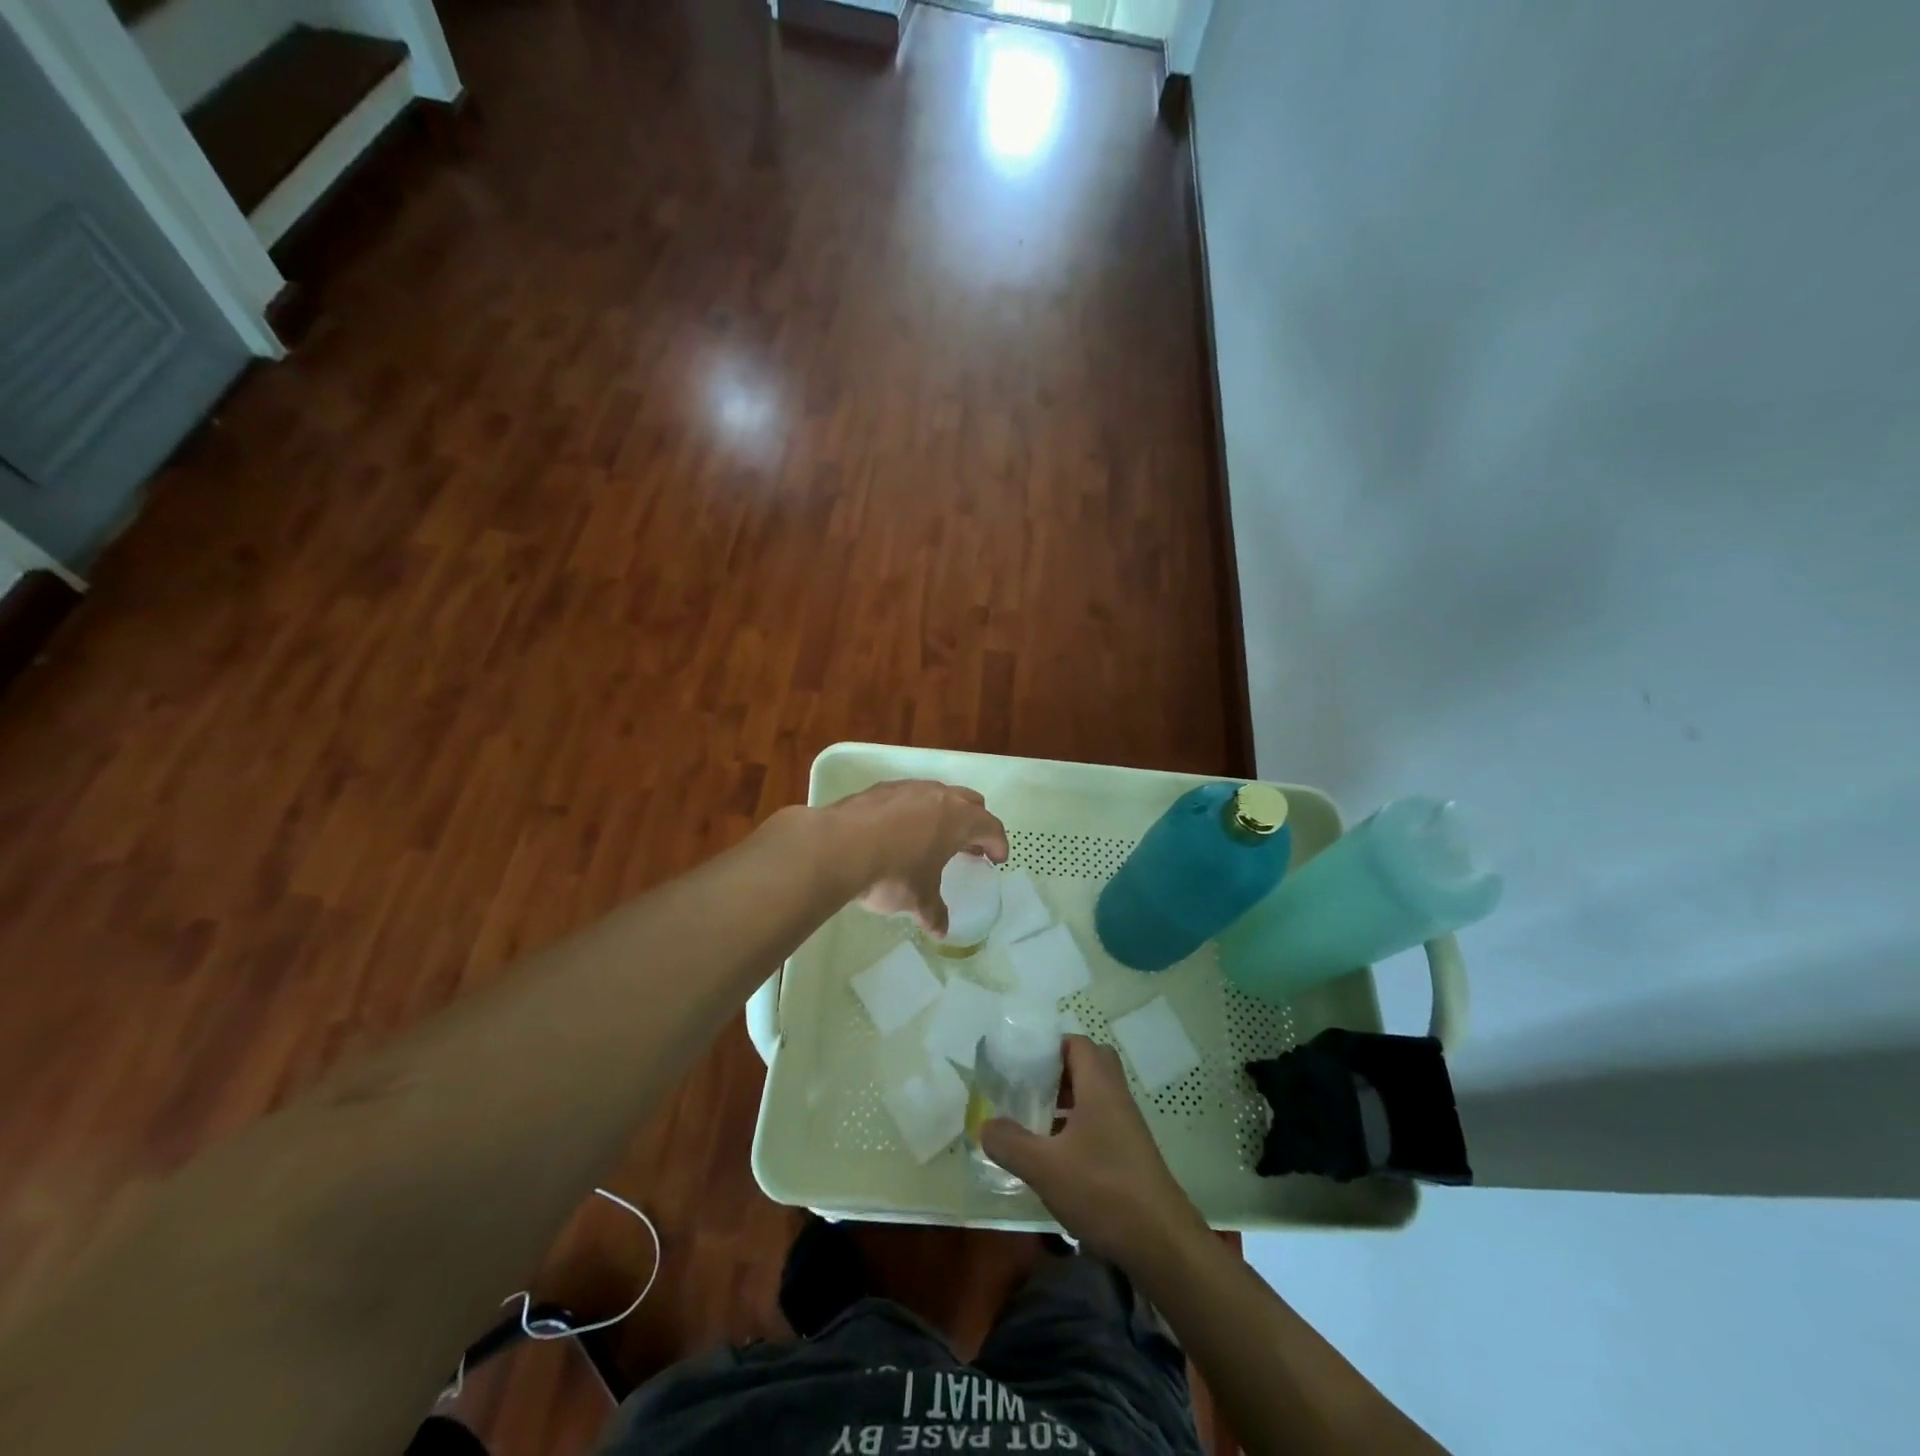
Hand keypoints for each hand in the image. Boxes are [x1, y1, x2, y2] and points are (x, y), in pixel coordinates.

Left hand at [819, 779, 1008, 935]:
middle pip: (969, 802)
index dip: (997, 843)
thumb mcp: (918, 899)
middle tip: (970, 846)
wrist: (838, 847)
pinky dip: (913, 812)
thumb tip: (941, 930)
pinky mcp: (879, 789)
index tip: (997, 858)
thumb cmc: (892, 873)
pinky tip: (899, 832)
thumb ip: (933, 912)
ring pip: (937, 795)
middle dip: (974, 823)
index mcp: (958, 819)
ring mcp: (908, 788)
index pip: (990, 826)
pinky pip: (908, 797)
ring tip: (934, 838)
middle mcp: (938, 796)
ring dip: (943, 814)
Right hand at [982, 1037, 1208, 1267]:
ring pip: (1095, 1095)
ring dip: (1067, 1101)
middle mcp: (1116, 1097)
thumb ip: (1010, 1143)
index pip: (1077, 1043)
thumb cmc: (1103, 1191)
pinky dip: (1078, 1128)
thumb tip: (985, 1126)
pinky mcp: (1131, 1154)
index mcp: (1099, 1086)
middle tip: (1029, 1089)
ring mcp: (1128, 1126)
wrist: (1162, 1244)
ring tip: (1035, 1122)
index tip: (1021, 1062)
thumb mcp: (1045, 1168)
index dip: (1049, 1046)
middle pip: (1088, 1065)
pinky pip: (1101, 1122)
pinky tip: (1057, 1157)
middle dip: (1057, 1072)